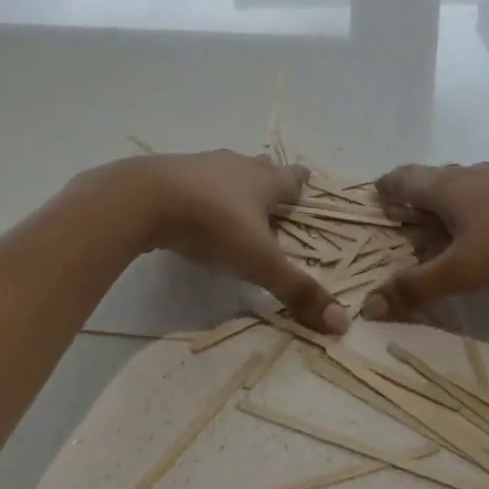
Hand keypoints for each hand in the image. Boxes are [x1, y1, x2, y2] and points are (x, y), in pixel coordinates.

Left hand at [84, 151, 349, 333]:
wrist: (145, 198)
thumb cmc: (213, 224)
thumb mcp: (258, 261)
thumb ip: (296, 289)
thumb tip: (343, 322)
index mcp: (263, 181)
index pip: (291, 178)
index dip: (300, 181)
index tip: (306, 179)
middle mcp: (236, 166)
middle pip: (260, 168)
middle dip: (269, 180)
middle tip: (274, 195)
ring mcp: (201, 166)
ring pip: (226, 172)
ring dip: (233, 186)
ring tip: (235, 204)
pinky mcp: (169, 175)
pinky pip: (194, 181)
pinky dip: (201, 193)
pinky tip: (193, 210)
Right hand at [363, 162, 488, 319]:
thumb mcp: (463, 271)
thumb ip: (417, 287)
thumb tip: (369, 303)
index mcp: (446, 186)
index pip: (404, 178)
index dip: (386, 187)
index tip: (374, 196)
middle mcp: (469, 176)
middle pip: (431, 178)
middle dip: (413, 194)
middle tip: (402, 215)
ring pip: (461, 186)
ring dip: (444, 201)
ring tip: (440, 225)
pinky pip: (486, 195)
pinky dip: (472, 209)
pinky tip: (485, 229)